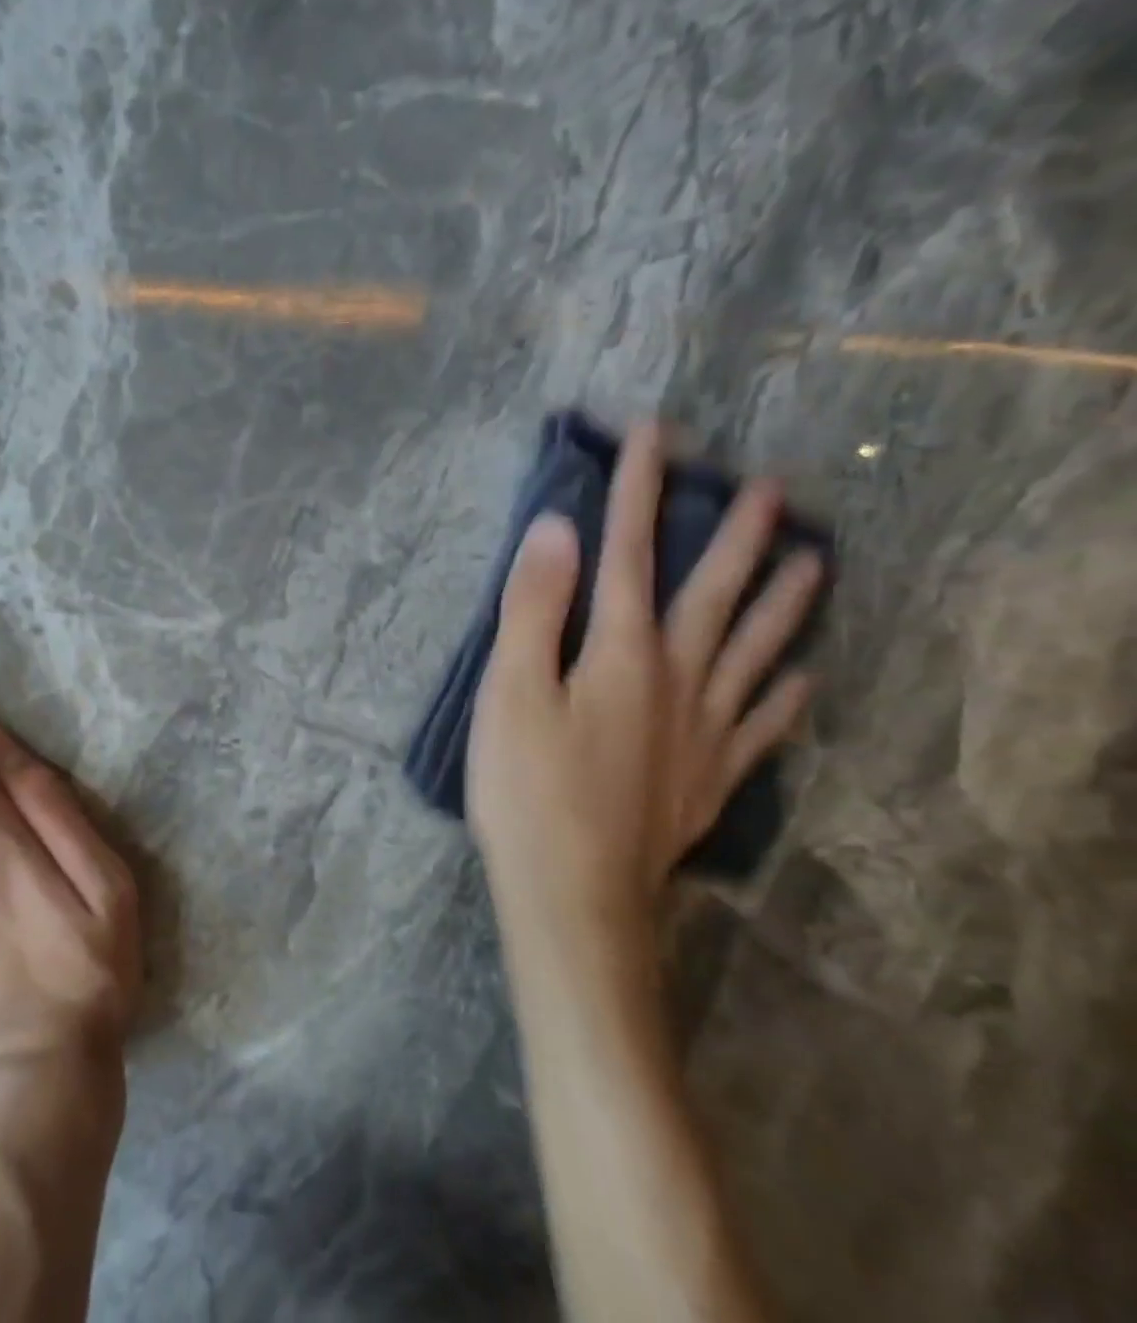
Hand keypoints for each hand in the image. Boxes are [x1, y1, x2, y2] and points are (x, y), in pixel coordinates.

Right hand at [466, 424, 824, 935]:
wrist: (574, 893)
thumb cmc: (526, 787)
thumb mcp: (510, 690)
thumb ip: (533, 608)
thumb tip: (555, 529)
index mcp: (621, 651)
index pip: (631, 552)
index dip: (641, 489)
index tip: (657, 432)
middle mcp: (675, 678)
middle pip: (713, 594)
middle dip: (736, 535)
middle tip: (774, 488)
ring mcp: (701, 730)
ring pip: (756, 652)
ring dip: (784, 604)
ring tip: (815, 562)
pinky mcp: (708, 777)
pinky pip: (761, 726)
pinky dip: (785, 697)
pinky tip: (803, 682)